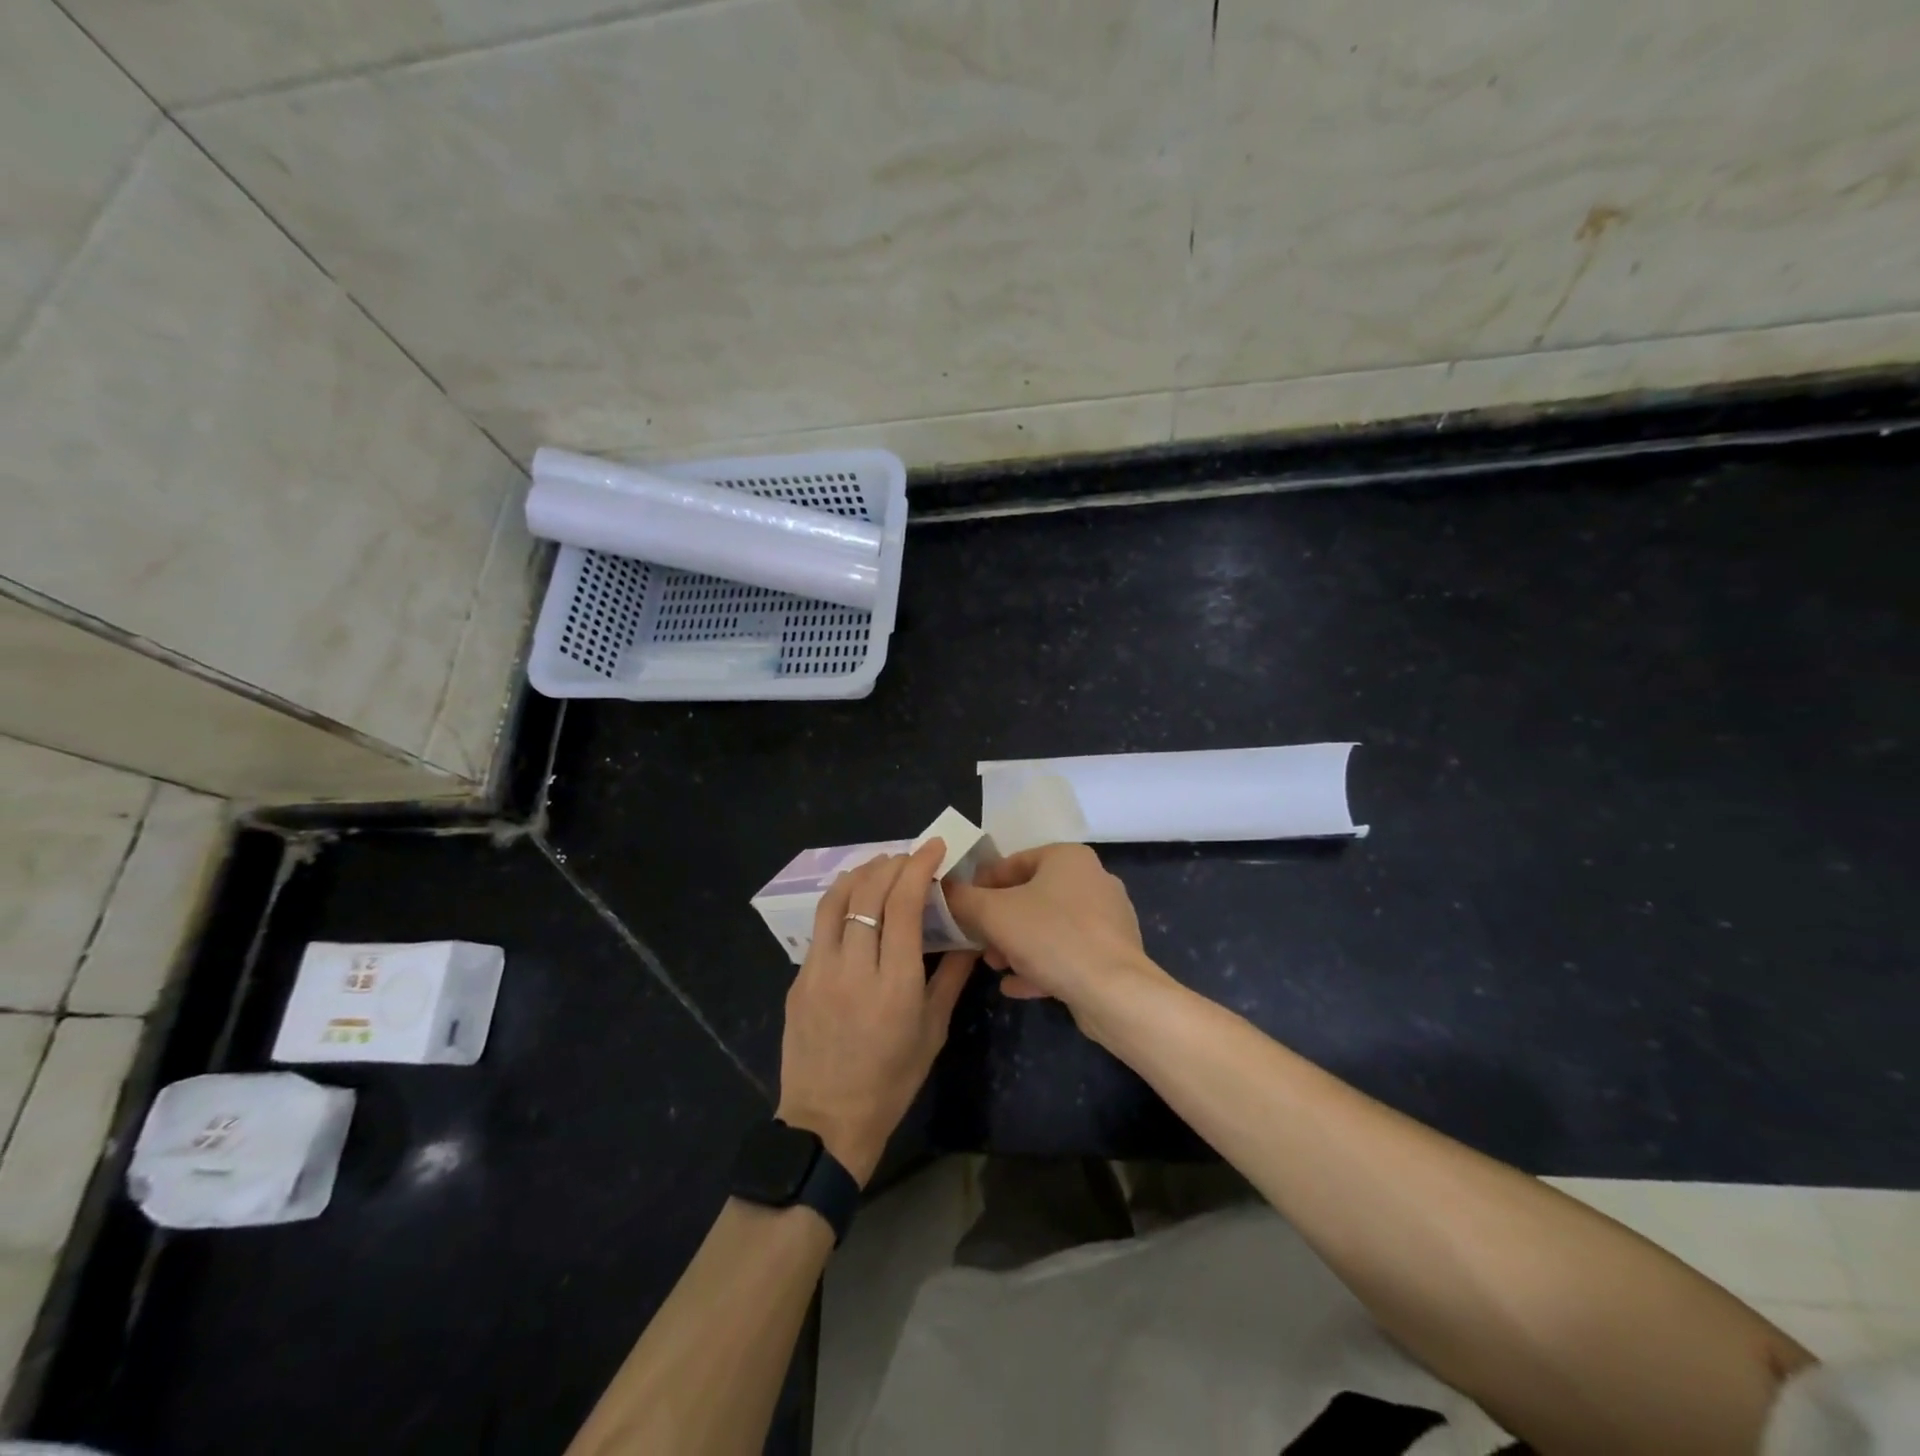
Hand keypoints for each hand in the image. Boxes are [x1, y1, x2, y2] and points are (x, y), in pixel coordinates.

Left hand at [776, 840, 975, 1185]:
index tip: (935, 847)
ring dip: (861, 874)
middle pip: (868, 893)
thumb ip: (951, 976)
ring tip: (881, 867)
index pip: (903, 905)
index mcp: (893, 984)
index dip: (919, 867)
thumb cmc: (891, 1081)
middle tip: (911, 857)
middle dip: (892, 863)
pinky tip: (856, 904)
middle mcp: (852, 969)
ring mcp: (818, 972)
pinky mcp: (798, 979)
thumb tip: (971, 935)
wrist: (827, 1122)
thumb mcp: (933, 1031)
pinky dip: (842, 902)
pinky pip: (821, 926)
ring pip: (835, 901)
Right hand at [942, 843, 1163, 1029]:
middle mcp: (1092, 880)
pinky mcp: (1112, 953)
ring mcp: (1106, 918)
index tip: (962, 909)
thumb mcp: (994, 914)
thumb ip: (963, 899)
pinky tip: (1016, 986)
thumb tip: (944, 889)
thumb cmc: (1051, 937)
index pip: (1013, 862)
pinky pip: (1068, 952)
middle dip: (999, 921)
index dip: (981, 885)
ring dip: (1017, 945)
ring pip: (1049, 926)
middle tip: (978, 943)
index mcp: (1068, 858)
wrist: (1114, 992)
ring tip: (995, 966)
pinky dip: (1041, 965)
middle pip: (1031, 895)